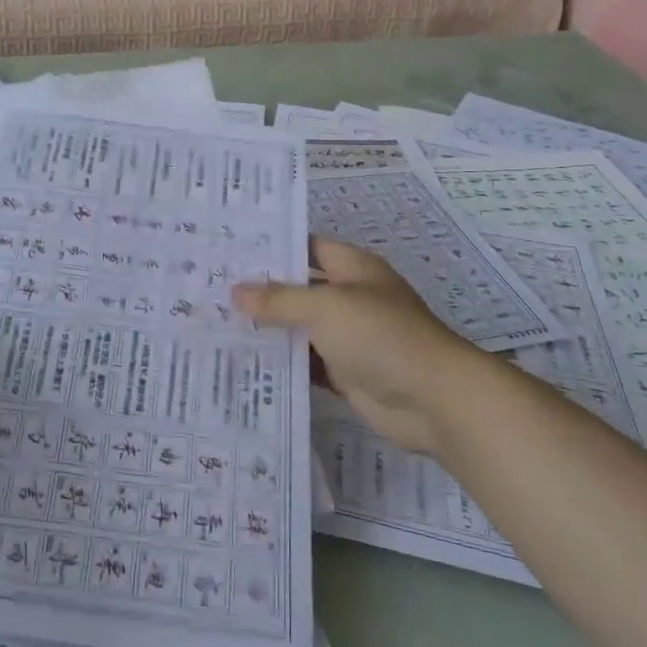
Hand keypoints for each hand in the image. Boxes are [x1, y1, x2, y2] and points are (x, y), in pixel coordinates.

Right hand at [233, 239, 479, 454]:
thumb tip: (235, 291)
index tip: (230, 249)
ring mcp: (349, 337)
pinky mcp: (346, 372)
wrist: (433, 399)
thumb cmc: (380, 335)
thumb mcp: (325, 307)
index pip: (306, 246)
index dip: (272, 247)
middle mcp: (350, 297)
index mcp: (352, 268)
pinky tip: (245, 362)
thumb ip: (279, 300)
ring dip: (269, 329)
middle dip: (262, 290)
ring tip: (217, 323)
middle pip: (300, 288)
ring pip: (300, 327)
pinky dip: (283, 363)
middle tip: (212, 288)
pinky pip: (307, 363)